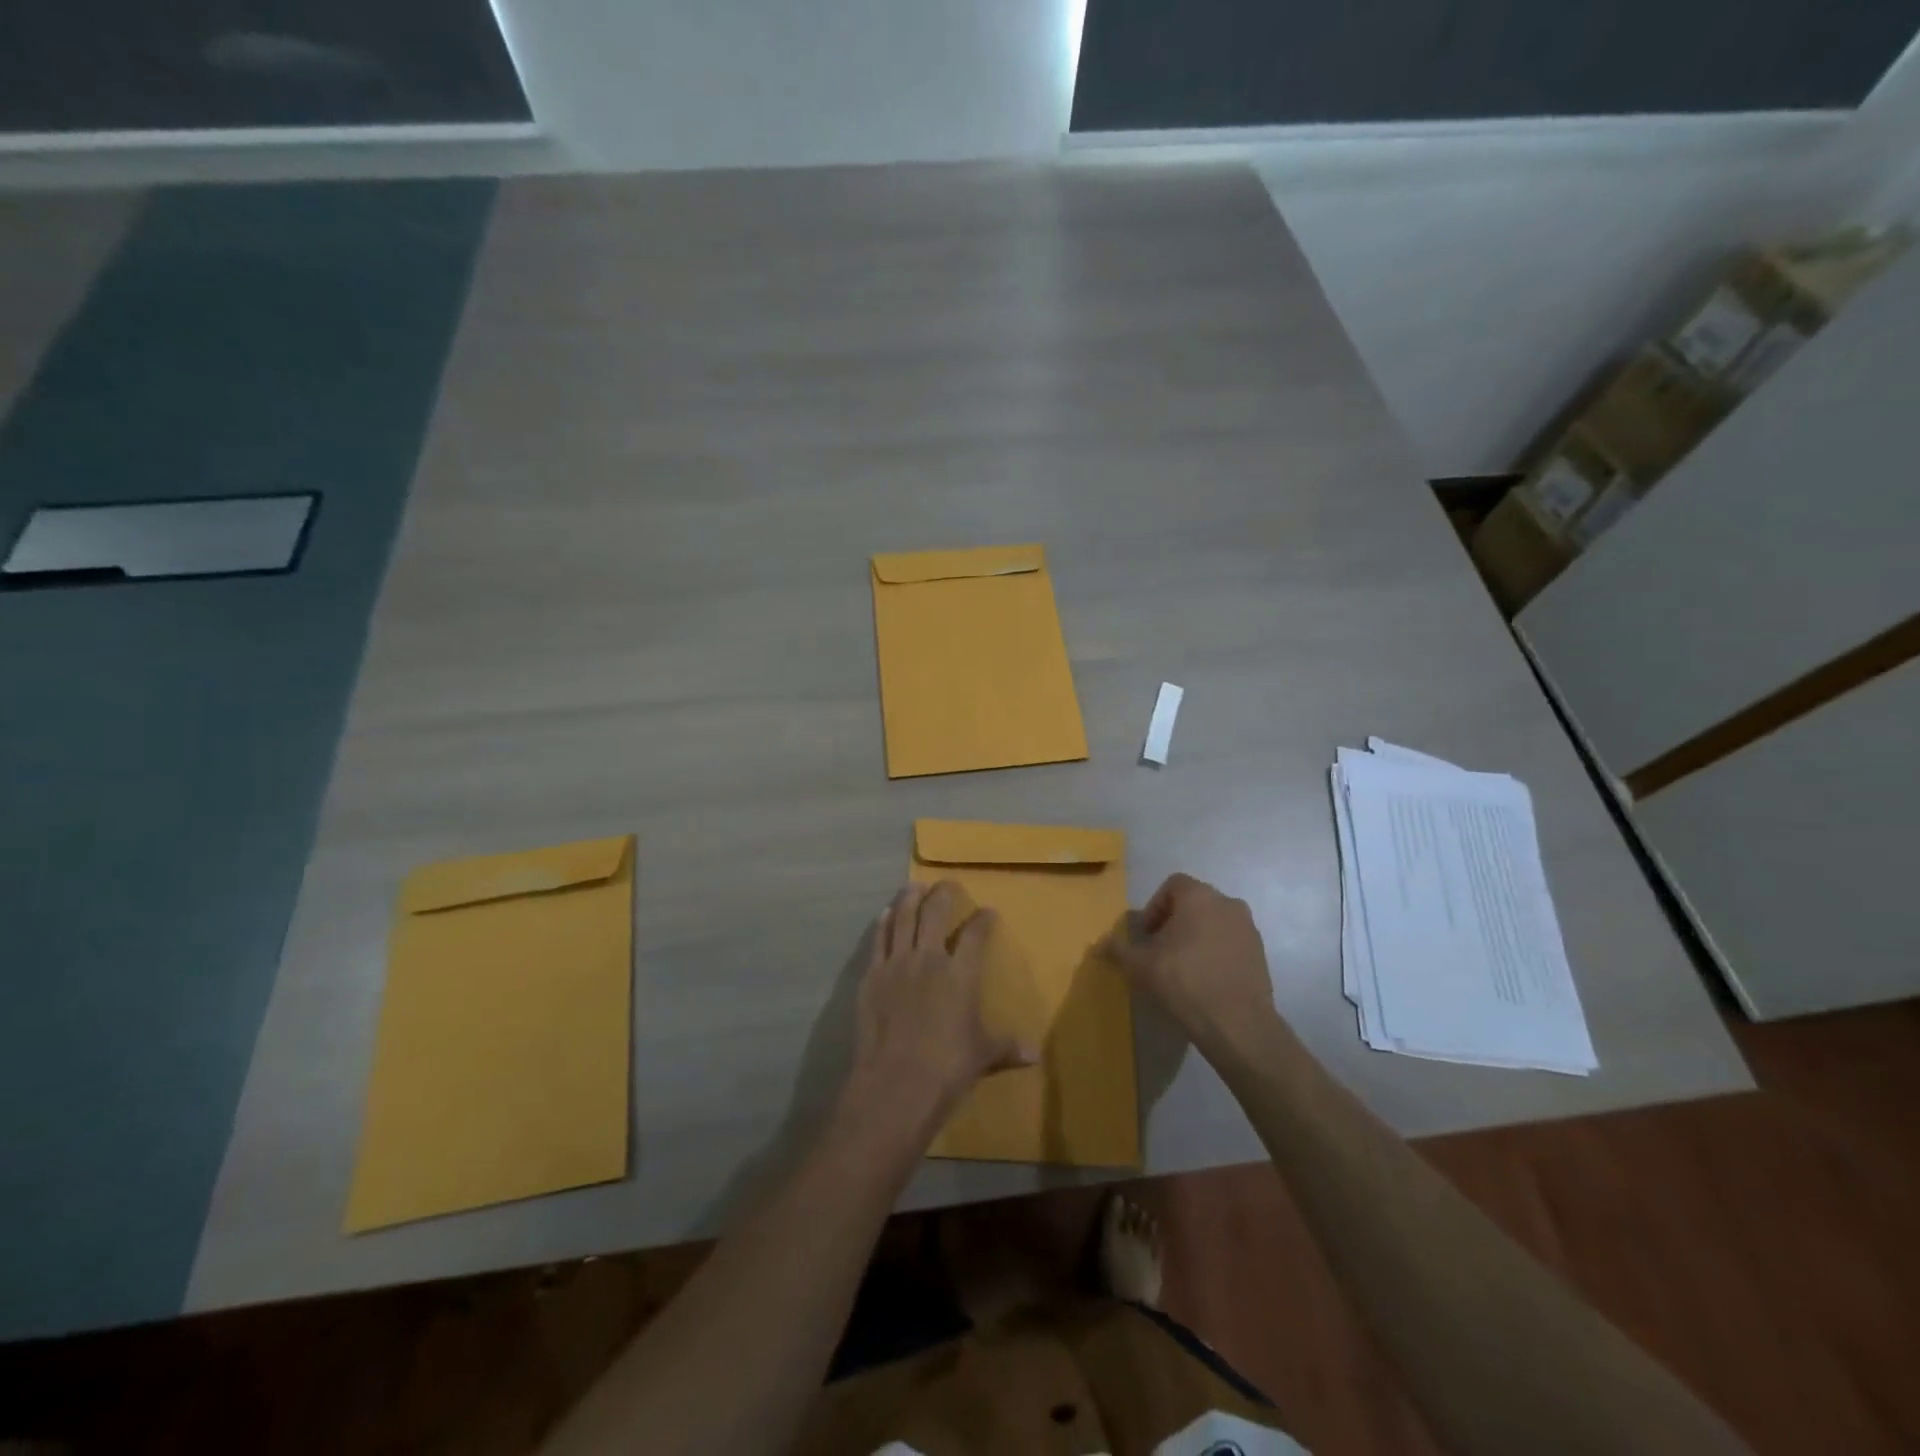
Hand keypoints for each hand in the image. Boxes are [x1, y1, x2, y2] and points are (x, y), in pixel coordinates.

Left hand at [841, 881, 1032, 1138]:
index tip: (988, 911)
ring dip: (909, 898)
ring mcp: (897, 964)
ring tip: (914, 886)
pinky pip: (878, 941)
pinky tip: (885, 914)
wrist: (895, 1083)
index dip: (984, 920)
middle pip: (935, 914)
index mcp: (961, 974)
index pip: (976, 935)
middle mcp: (929, 959)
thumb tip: (1035, 1055)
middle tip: (946, 883)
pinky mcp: (872, 976)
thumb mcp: (983, 1056)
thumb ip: (1006, 1047)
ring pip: (903, 919)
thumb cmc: (947, 1068)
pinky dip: (883, 924)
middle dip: (942, 894)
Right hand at [1101, 873, 1277, 1048]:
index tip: (1148, 935)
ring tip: (1183, 967)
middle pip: (1194, 902)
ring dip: (1197, 936)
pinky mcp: (1261, 953)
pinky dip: (1216, 952)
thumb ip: (1118, 950)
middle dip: (1175, 922)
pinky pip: (1231, 942)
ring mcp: (1249, 928)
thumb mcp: (1139, 966)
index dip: (1155, 907)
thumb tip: (1099, 944)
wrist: (1237, 1024)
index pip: (1172, 885)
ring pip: (1214, 922)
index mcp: (1199, 896)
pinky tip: (1205, 980)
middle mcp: (1227, 903)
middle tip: (1161, 951)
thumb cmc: (1183, 982)